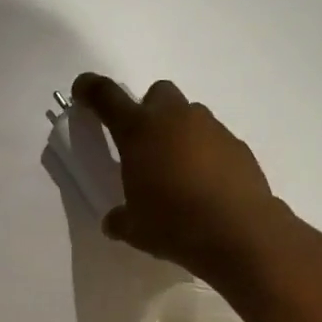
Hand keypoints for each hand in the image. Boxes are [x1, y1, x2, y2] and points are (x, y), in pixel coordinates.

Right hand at [71, 74, 284, 283]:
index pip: (107, 98)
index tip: (83, 90)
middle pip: (158, 94)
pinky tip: (205, 186)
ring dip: (179, 134)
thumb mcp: (134, 229)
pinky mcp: (238, 146)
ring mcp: (211, 129)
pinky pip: (214, 140)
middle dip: (148, 111)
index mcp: (139, 132)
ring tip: (177, 172)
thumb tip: (114, 220)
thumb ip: (119, 219)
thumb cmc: (174, 225)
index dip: (91, 89)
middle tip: (144, 145)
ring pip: (190, 116)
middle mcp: (175, 119)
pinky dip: (205, 155)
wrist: (238, 232)